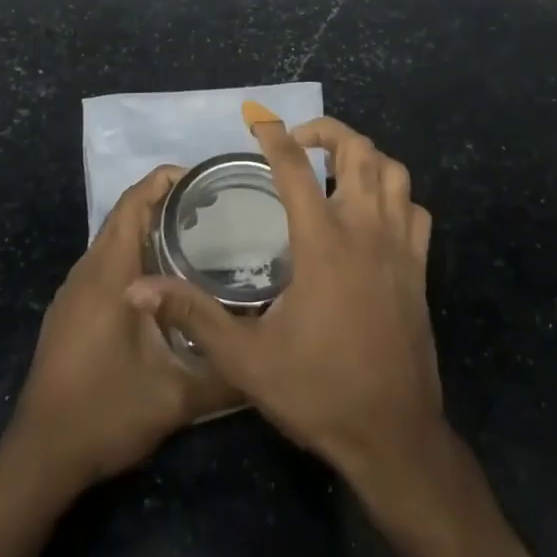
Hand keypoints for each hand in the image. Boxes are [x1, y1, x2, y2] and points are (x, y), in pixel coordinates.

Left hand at [2, 166, 241, 492]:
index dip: (165, 181)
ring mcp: (74, 293)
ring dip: (149, 229)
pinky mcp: (70, 312)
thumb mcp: (175, 397)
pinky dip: (134, 254)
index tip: (205, 179)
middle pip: (124, 216)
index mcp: (110, 274)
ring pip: (113, 240)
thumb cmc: (105, 413)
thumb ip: (224, 374)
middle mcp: (88, 272)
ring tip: (196, 237)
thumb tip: (267, 356)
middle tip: (213, 208)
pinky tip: (163, 283)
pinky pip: (105, 264)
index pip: (133, 203)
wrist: (40, 458)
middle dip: (165, 202)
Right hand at [126, 116, 439, 486]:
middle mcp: (366, 230)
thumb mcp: (245, 360)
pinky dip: (396, 196)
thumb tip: (137, 290)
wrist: (394, 436)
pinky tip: (374, 213)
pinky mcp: (419, 268)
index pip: (295, 167)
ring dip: (366, 157)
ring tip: (337, 166)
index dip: (274, 136)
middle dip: (328, 132)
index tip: (257, 120)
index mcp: (323, 242)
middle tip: (299, 140)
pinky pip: (415, 211)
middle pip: (359, 151)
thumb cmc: (318, 392)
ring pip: (394, 173)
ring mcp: (400, 247)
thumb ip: (193, 316)